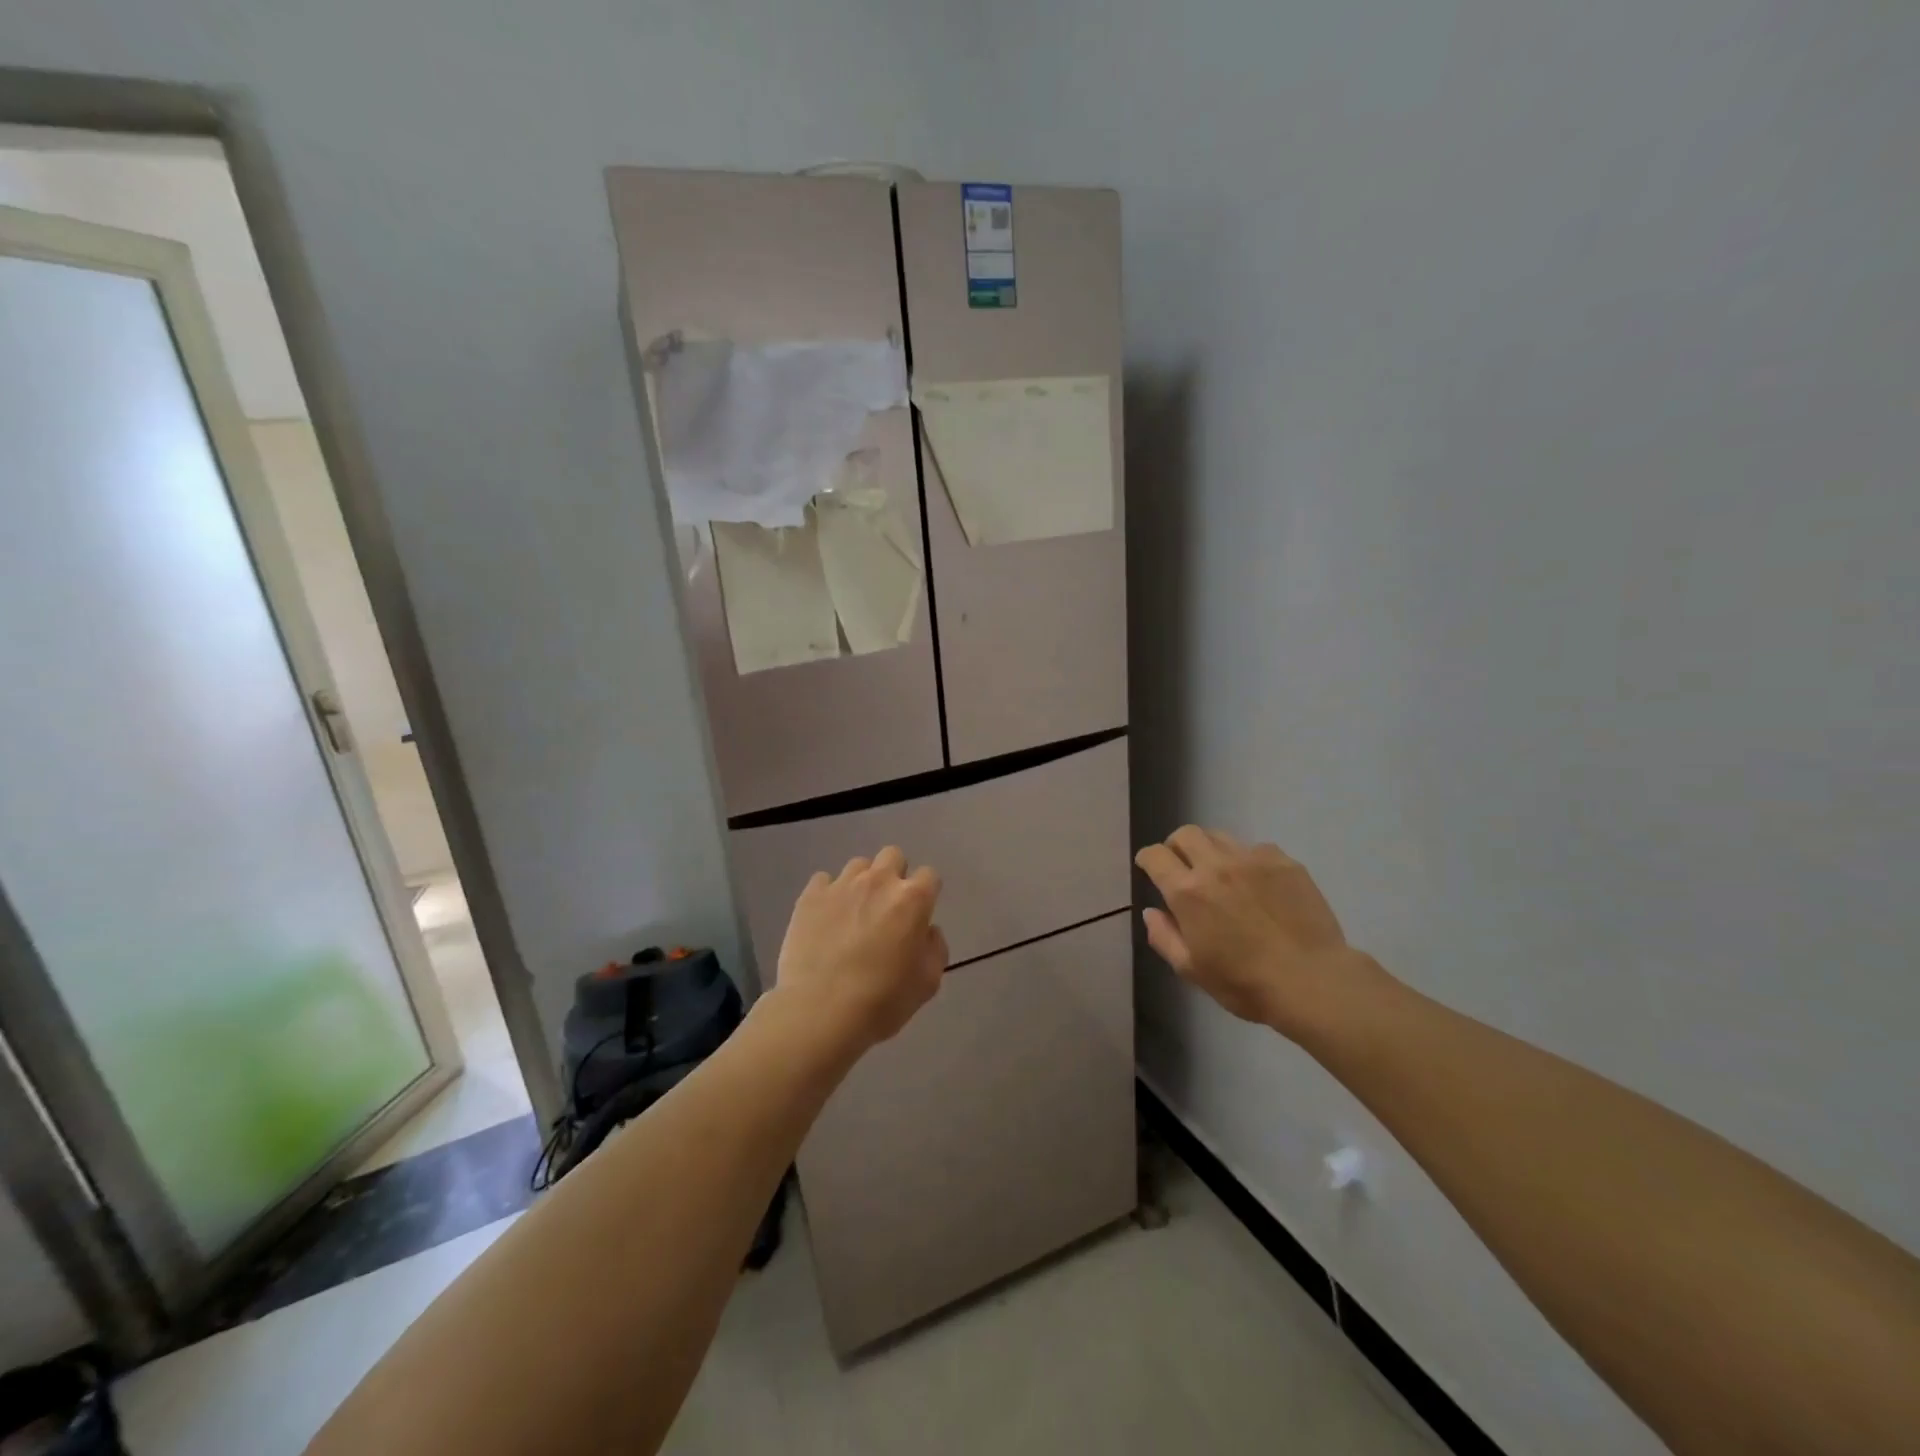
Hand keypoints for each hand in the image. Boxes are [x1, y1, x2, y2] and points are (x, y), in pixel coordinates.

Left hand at [773, 846, 947, 1057]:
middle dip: (895, 875)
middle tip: (887, 908)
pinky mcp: (810, 896)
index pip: (929, 876)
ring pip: (858, 866)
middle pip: (893, 856)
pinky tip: (826, 920)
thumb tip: (926, 931)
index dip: (926, 894)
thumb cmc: (881, 1001)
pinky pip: (824, 881)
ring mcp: (841, 885)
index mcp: (912, 899)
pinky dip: (829, 895)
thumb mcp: (927, 983)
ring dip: (862, 883)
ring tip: (853, 913)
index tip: (918, 915)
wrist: (819, 1011)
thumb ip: (935, 948)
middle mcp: (879, 881)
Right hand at [1135, 826, 1374, 1041]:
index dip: (1147, 859)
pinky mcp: (1285, 862)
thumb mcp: (1191, 970)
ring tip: (1219, 872)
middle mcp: (1216, 865)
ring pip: (1220, 836)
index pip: (1156, 856)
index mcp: (1188, 891)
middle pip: (1186, 834)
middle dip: (1176, 845)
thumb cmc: (1245, 983)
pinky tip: (1257, 883)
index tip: (1149, 867)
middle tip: (1181, 865)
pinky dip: (1247, 859)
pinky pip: (1256, 848)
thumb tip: (1151, 912)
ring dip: (1210, 849)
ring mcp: (1253, 859)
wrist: (1313, 981)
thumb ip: (1163, 937)